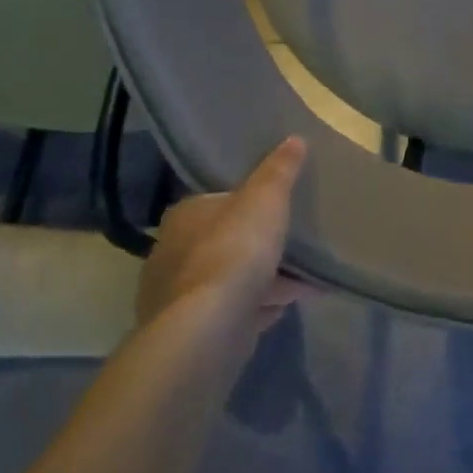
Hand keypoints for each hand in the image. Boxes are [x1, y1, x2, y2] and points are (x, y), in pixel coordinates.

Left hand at [136, 137, 308, 329]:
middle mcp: (171, 254)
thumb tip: (294, 138)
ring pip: (228, 281)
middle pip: (223, 242)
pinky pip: (232, 312)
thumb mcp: (266, 198)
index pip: (216, 201)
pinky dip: (257, 308)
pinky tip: (284, 309)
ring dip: (262, 281)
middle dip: (257, 246)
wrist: (208, 329)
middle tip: (292, 246)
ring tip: (301, 282)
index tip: (277, 210)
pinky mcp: (190, 334)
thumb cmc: (234, 250)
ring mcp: (177, 298)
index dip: (247, 204)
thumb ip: (280, 170)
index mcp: (184, 216)